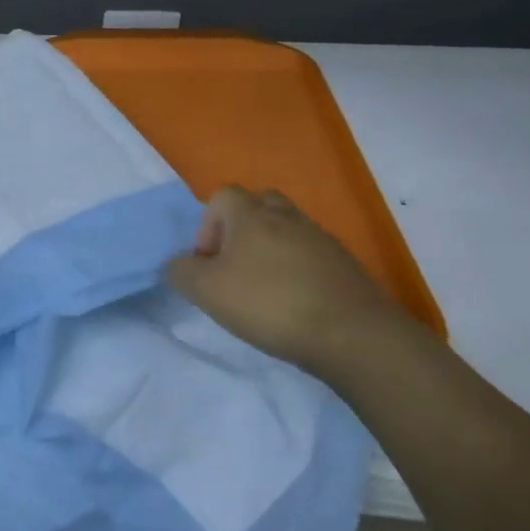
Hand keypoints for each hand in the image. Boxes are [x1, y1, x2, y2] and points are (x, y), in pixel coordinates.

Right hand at [165, 186, 431, 386]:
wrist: (352, 334)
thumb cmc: (269, 303)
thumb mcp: (206, 291)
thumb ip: (181, 272)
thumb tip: (178, 264)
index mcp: (251, 214)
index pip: (222, 196)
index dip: (207, 225)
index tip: (208, 262)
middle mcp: (286, 216)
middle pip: (258, 205)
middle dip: (241, 230)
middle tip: (235, 266)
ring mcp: (320, 238)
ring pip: (287, 230)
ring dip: (271, 250)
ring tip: (264, 289)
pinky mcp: (345, 264)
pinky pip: (311, 255)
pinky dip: (298, 270)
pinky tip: (295, 303)